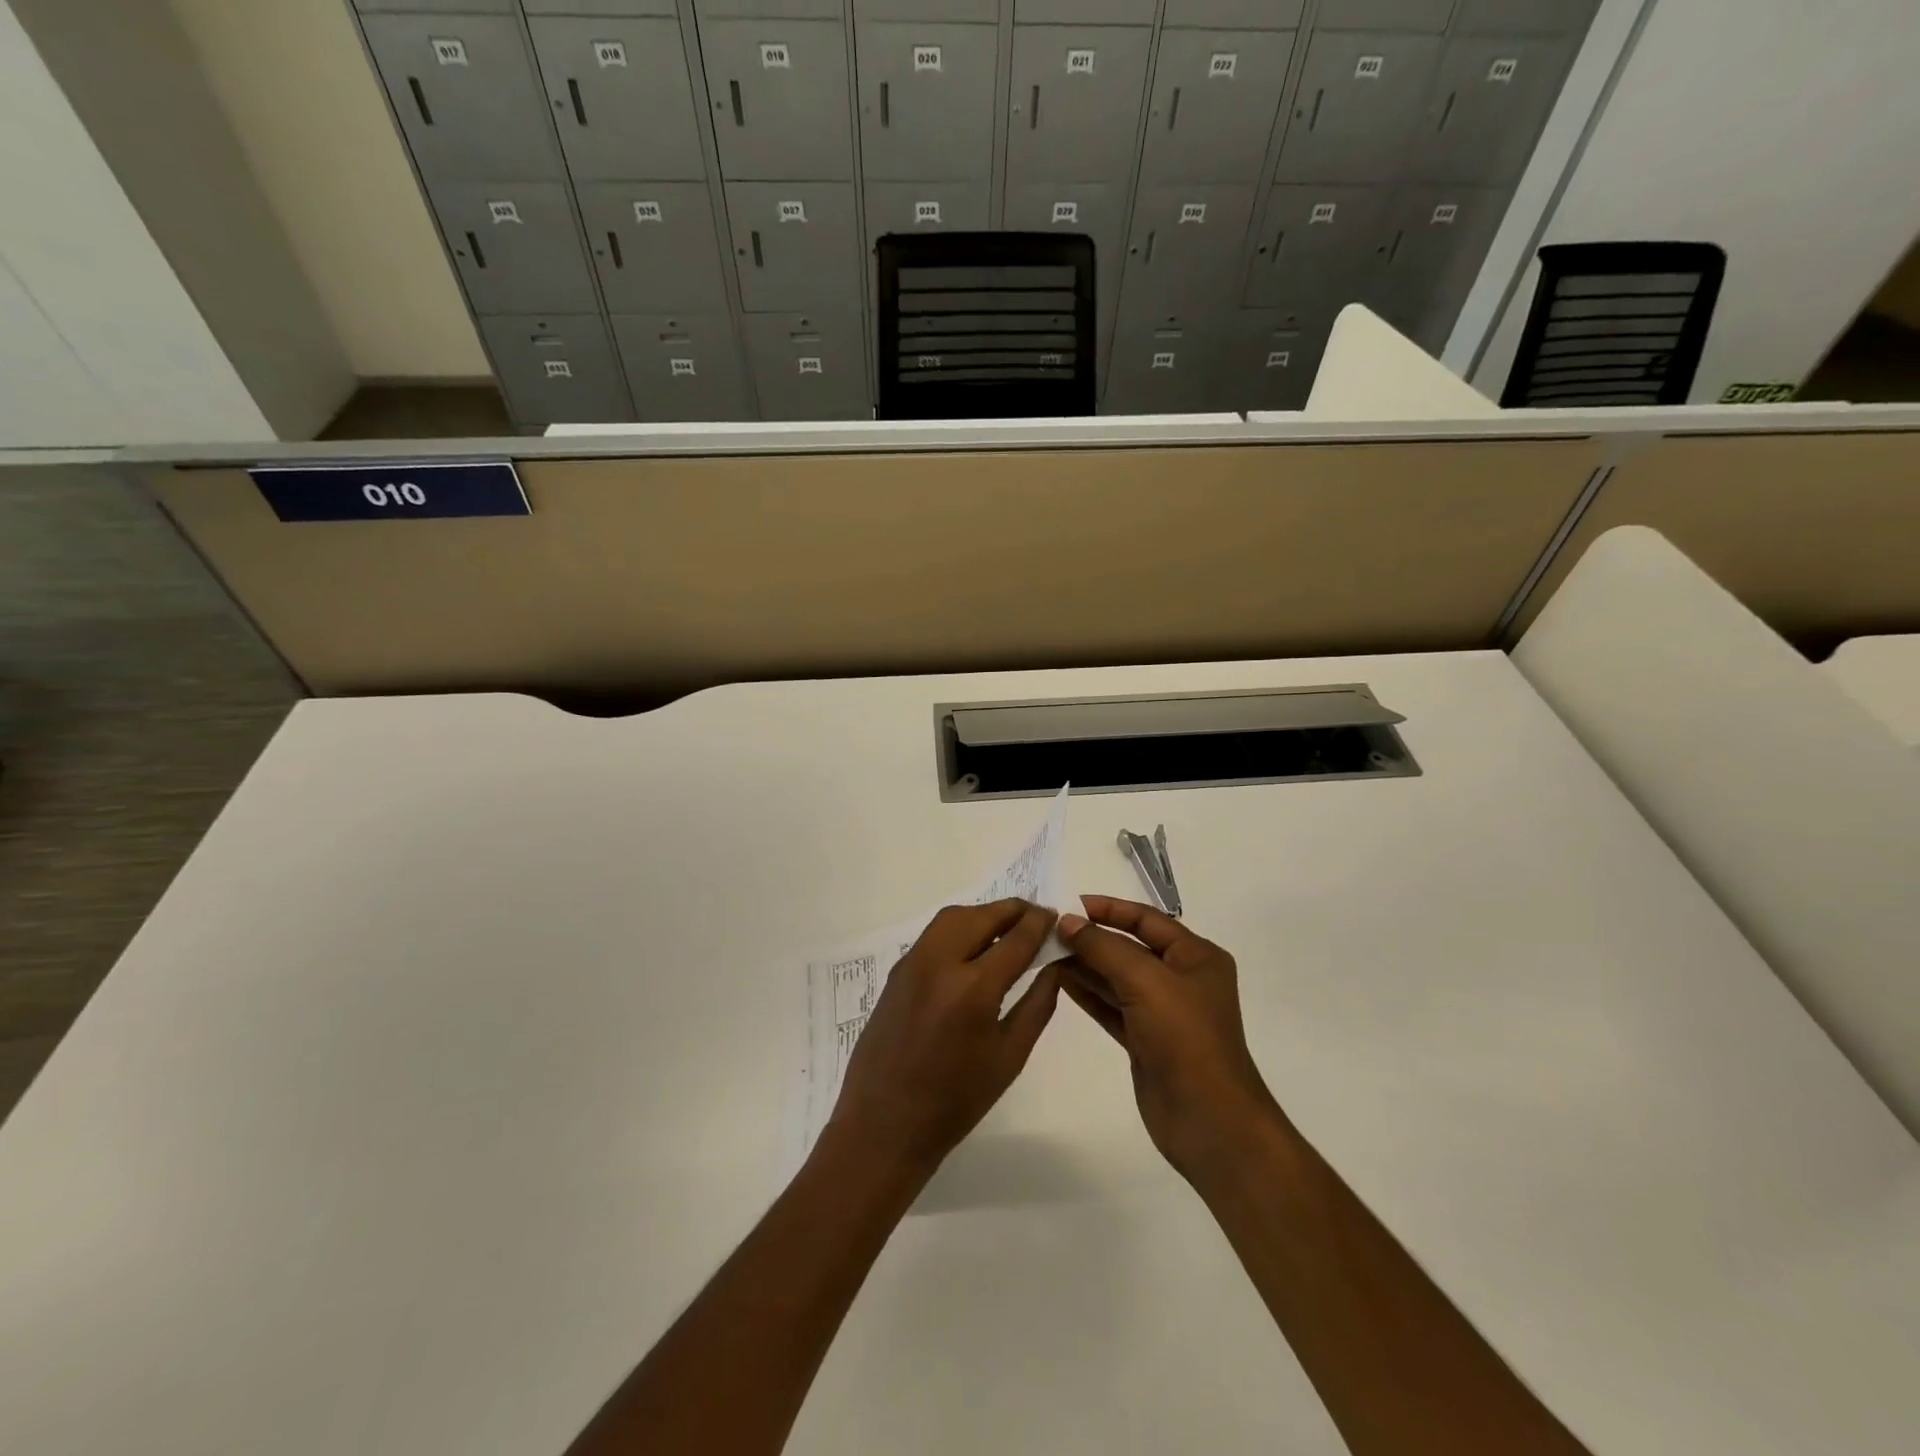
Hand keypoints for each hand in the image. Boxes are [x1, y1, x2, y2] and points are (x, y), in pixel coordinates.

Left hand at [825, 900, 1061, 1179]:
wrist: (885, 1124)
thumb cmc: (956, 1101)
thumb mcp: (1009, 1056)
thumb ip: (1037, 1004)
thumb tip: (1054, 965)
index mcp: (972, 989)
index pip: (1015, 938)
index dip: (1039, 923)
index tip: (1055, 916)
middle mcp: (939, 963)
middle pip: (981, 916)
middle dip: (1012, 910)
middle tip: (1035, 917)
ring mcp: (912, 963)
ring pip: (953, 918)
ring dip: (983, 914)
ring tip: (1006, 928)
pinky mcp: (897, 971)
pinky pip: (933, 935)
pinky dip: (959, 928)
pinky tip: (974, 947)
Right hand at [1056, 895, 1278, 1184]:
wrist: (1209, 1120)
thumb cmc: (1185, 1037)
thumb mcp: (1145, 980)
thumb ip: (1103, 947)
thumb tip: (1066, 922)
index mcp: (1195, 956)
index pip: (1146, 919)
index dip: (1107, 908)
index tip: (1067, 904)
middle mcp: (1181, 978)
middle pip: (1129, 946)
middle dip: (1091, 937)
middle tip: (1047, 929)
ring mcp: (1162, 1011)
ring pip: (1116, 977)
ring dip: (1084, 964)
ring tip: (1045, 951)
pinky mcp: (1145, 1039)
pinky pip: (1111, 1005)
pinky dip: (1087, 992)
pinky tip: (1059, 980)